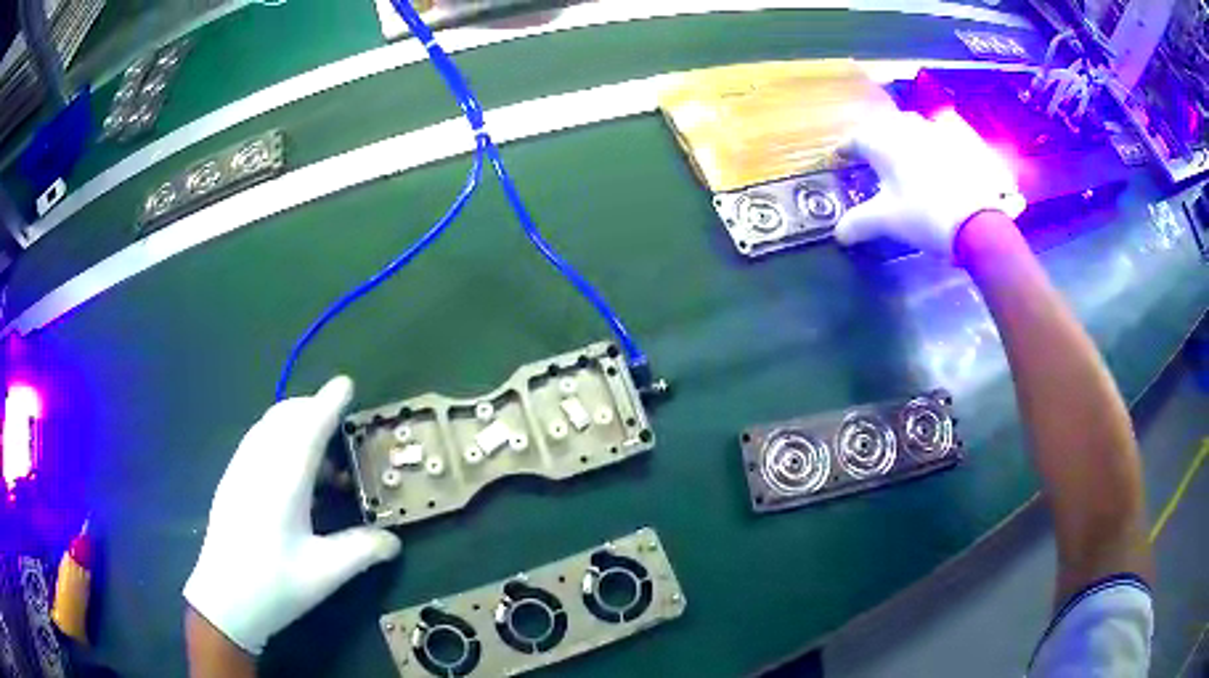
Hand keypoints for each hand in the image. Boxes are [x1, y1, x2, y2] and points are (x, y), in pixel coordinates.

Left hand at [184, 376, 400, 654]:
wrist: (223, 600)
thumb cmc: (275, 585)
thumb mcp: (324, 573)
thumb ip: (362, 550)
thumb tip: (394, 541)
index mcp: (283, 481)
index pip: (308, 428)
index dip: (329, 403)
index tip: (347, 384)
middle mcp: (258, 465)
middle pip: (285, 418)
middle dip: (313, 410)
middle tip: (341, 429)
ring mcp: (240, 471)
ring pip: (268, 428)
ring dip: (296, 428)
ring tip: (323, 464)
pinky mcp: (231, 482)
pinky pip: (257, 443)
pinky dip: (280, 441)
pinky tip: (293, 480)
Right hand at [835, 109, 1025, 257]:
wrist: (977, 222)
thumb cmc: (924, 216)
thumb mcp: (887, 222)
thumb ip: (858, 223)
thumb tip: (838, 234)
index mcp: (883, 142)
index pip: (855, 138)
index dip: (845, 149)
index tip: (840, 158)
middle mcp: (906, 128)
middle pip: (884, 125)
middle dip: (875, 138)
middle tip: (872, 156)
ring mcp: (936, 131)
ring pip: (912, 123)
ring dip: (903, 134)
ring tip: (903, 151)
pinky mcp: (961, 141)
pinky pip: (941, 130)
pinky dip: (934, 138)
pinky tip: (937, 153)